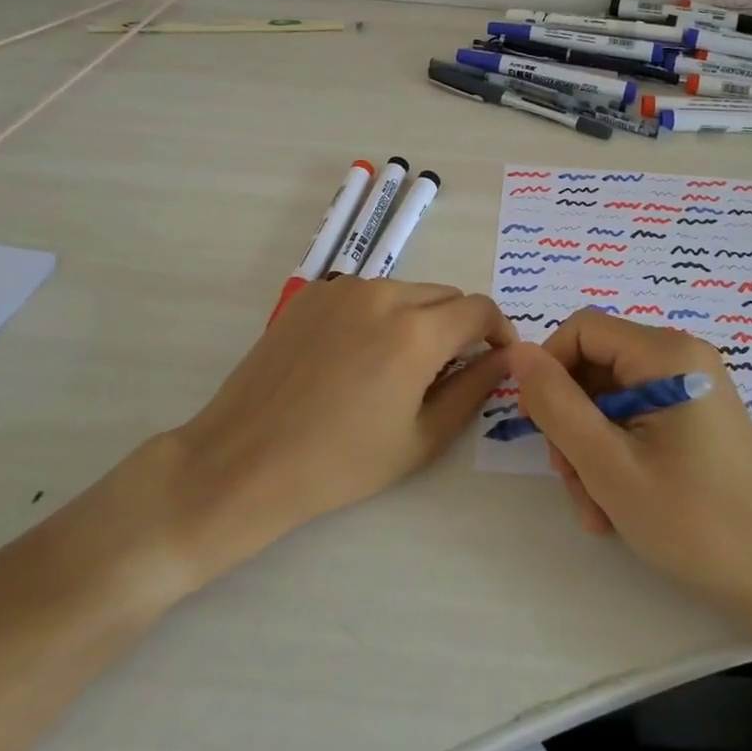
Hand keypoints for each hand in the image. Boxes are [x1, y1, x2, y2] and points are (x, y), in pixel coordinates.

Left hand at [77, 278, 514, 609]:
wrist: (246, 460)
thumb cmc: (341, 462)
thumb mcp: (422, 437)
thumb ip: (474, 388)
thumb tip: (505, 357)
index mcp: (416, 330)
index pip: (480, 308)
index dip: (499, 332)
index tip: (496, 359)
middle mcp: (383, 293)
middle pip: (445, 296)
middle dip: (459, 327)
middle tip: (447, 373)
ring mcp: (343, 289)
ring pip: (406, 292)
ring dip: (419, 319)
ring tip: (398, 368)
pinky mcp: (312, 295)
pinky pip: (367, 295)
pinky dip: (380, 316)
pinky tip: (357, 358)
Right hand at [509, 310, 751, 622]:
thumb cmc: (694, 521)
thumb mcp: (609, 465)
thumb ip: (556, 404)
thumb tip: (517, 353)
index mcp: (667, 353)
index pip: (581, 329)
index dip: (549, 369)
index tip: (539, 425)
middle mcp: (681, 357)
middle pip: (594, 366)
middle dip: (571, 423)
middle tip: (573, 482)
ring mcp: (690, 387)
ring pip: (608, 399)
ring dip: (589, 449)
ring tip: (597, 508)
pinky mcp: (694, 416)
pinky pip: (634, 418)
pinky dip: (615, 455)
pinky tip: (616, 505)